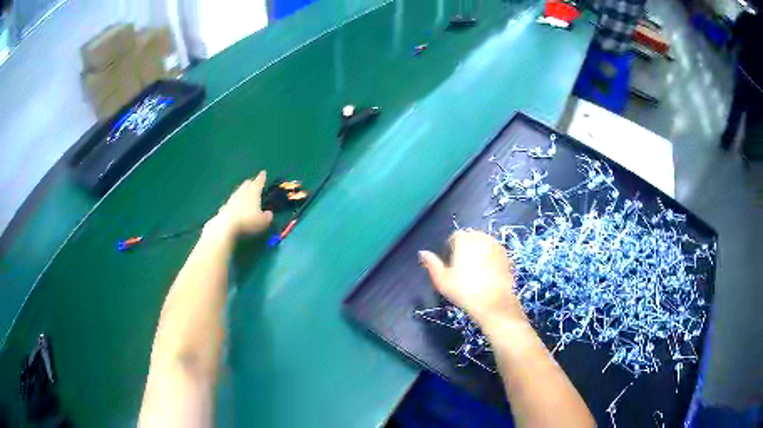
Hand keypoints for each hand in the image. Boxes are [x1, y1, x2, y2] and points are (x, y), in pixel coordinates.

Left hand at [207, 171, 273, 237]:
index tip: (263, 172)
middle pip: (246, 184)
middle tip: (253, 183)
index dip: (262, 177)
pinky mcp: (224, 208)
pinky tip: (233, 207)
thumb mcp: (263, 222)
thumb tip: (269, 214)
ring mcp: (231, 199)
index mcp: (253, 192)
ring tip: (244, 194)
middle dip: (251, 183)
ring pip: (237, 192)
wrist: (226, 226)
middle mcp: (242, 193)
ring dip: (241, 192)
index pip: (259, 182)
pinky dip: (234, 203)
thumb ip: (267, 217)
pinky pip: (231, 203)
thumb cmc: (247, 221)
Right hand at [419, 230, 524, 327]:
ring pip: (484, 243)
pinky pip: (495, 252)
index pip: (455, 236)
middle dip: (467, 248)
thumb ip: (432, 264)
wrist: (493, 302)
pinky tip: (488, 274)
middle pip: (471, 237)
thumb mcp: (442, 280)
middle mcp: (481, 237)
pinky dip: (491, 258)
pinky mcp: (507, 256)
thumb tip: (423, 253)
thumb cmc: (464, 291)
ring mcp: (496, 246)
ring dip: (479, 252)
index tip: (451, 264)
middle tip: (463, 268)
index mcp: (464, 239)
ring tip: (476, 271)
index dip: (451, 248)